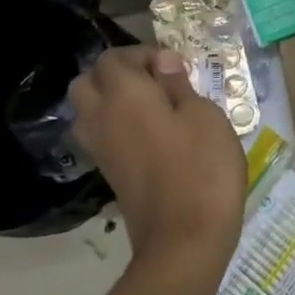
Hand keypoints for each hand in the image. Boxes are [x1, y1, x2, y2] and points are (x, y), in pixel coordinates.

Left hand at [69, 47, 246, 270]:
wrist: (184, 240)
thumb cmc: (202, 169)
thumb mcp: (205, 117)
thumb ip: (179, 86)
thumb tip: (163, 63)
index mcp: (124, 97)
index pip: (112, 59)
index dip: (142, 54)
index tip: (176, 67)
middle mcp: (102, 119)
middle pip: (88, 82)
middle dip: (118, 74)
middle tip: (158, 83)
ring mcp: (101, 150)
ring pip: (89, 111)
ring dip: (113, 101)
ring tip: (156, 109)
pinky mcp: (110, 174)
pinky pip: (102, 136)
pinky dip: (118, 126)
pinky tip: (154, 136)